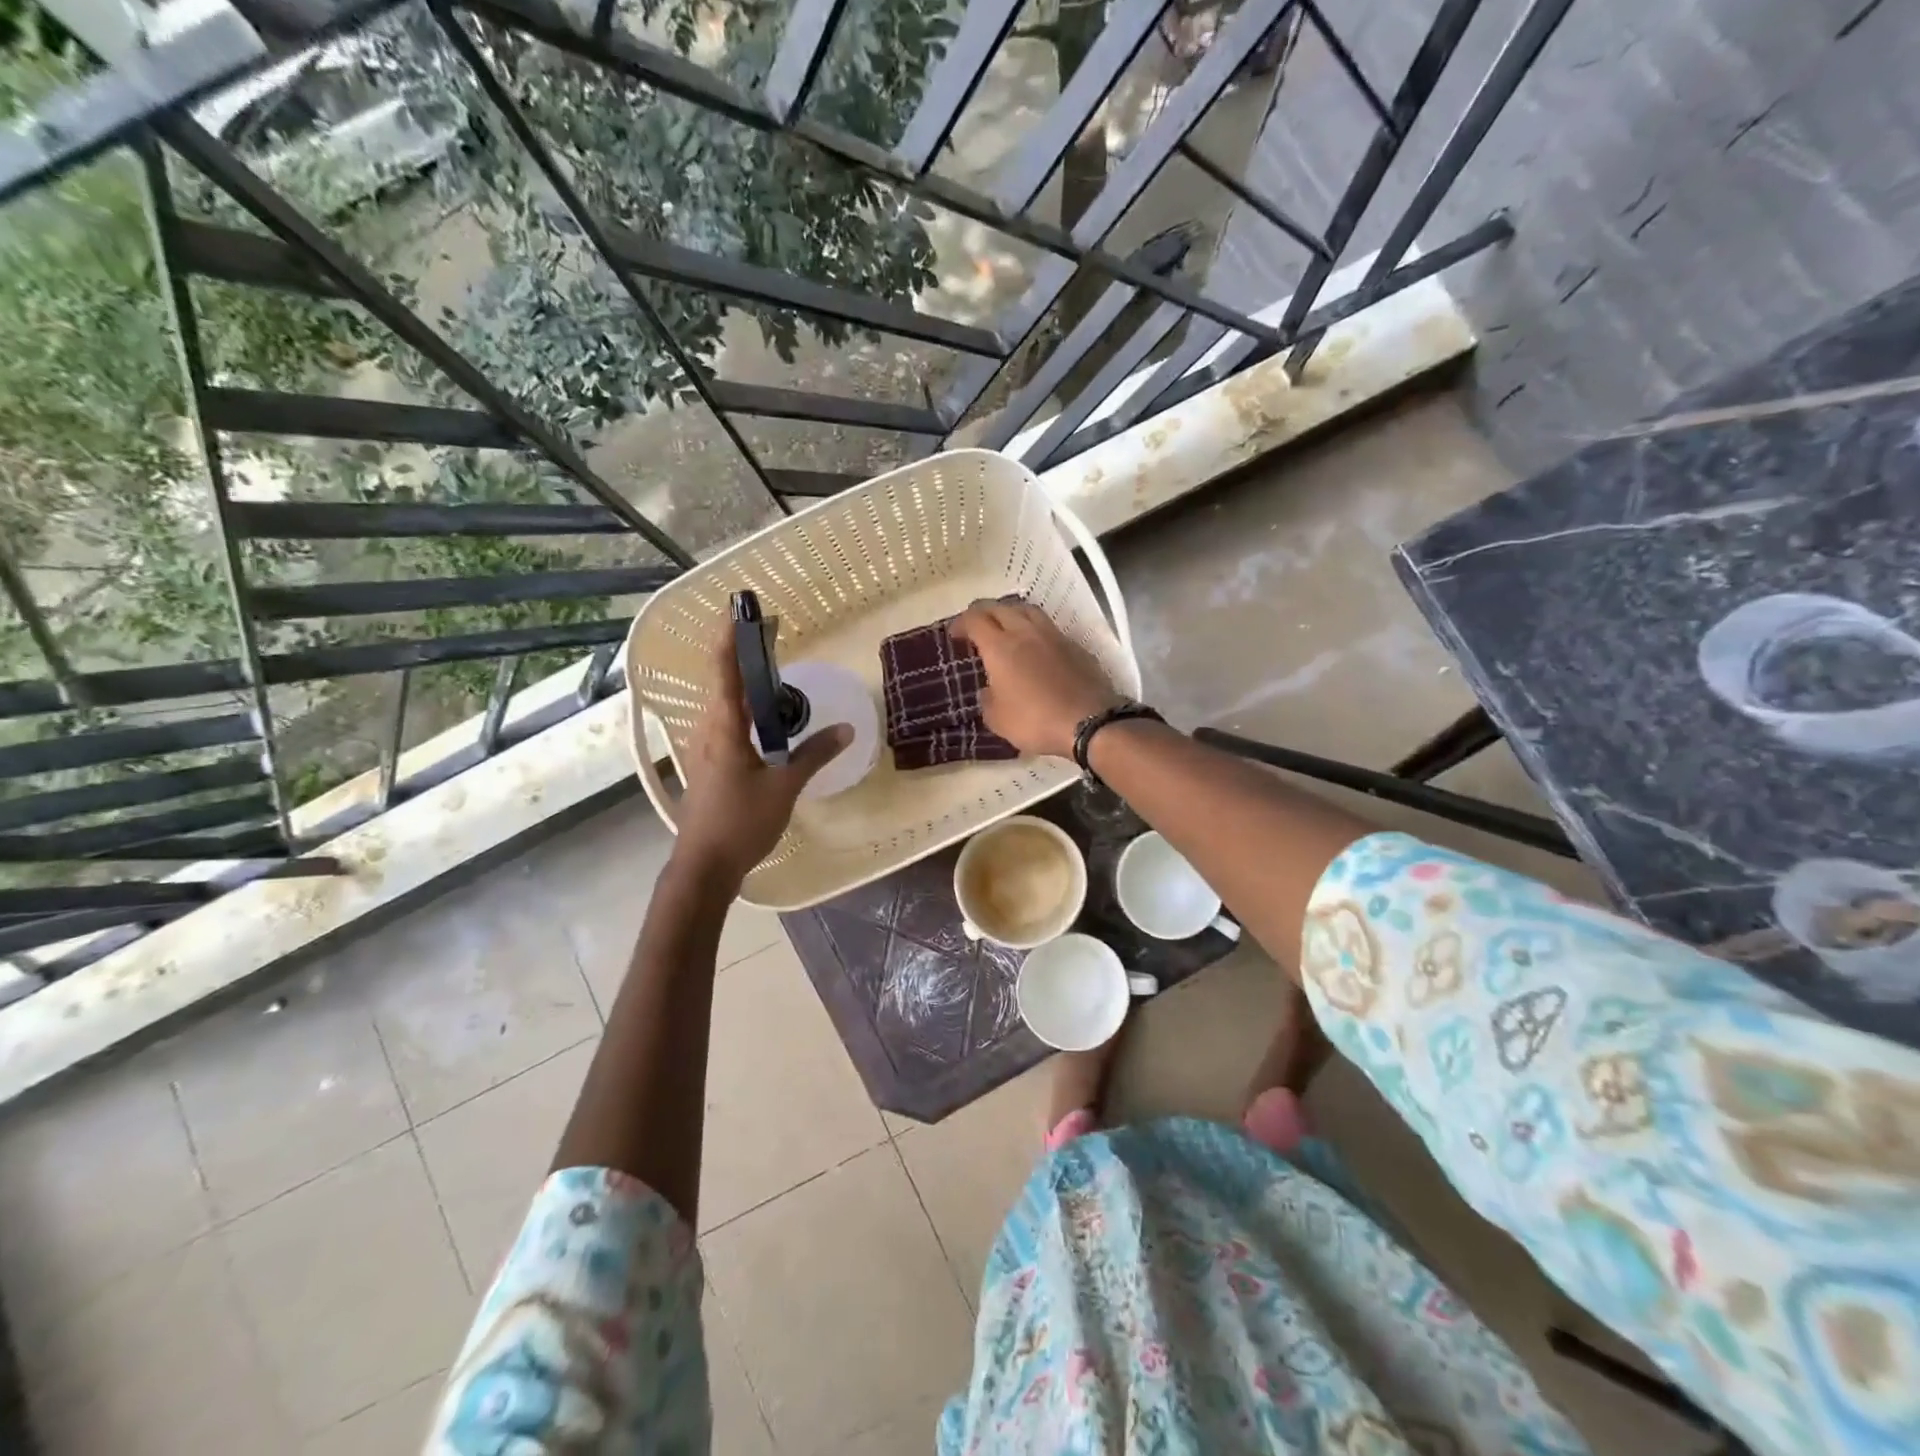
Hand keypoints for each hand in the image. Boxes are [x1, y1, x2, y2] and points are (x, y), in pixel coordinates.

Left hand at [675, 634, 851, 884]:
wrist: (705, 866)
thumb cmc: (742, 822)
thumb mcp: (784, 787)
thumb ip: (814, 754)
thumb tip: (847, 729)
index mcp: (723, 729)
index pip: (724, 672)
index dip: (731, 638)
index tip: (740, 610)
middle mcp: (708, 732)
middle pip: (721, 681)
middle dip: (740, 653)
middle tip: (767, 634)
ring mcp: (705, 749)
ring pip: (722, 704)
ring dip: (741, 681)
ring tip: (765, 667)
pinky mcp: (709, 765)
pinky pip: (726, 724)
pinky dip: (742, 708)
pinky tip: (761, 717)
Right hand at [949, 599, 1122, 758]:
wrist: (1090, 722)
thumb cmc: (1036, 721)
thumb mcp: (998, 720)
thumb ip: (988, 699)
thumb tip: (989, 690)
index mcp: (1000, 647)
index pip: (975, 619)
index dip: (961, 623)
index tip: (955, 634)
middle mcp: (1026, 632)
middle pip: (1000, 607)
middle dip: (984, 612)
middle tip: (976, 627)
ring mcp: (1054, 636)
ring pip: (1028, 610)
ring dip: (1011, 613)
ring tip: (1006, 627)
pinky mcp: (1075, 646)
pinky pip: (1049, 628)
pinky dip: (1035, 630)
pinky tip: (1036, 646)